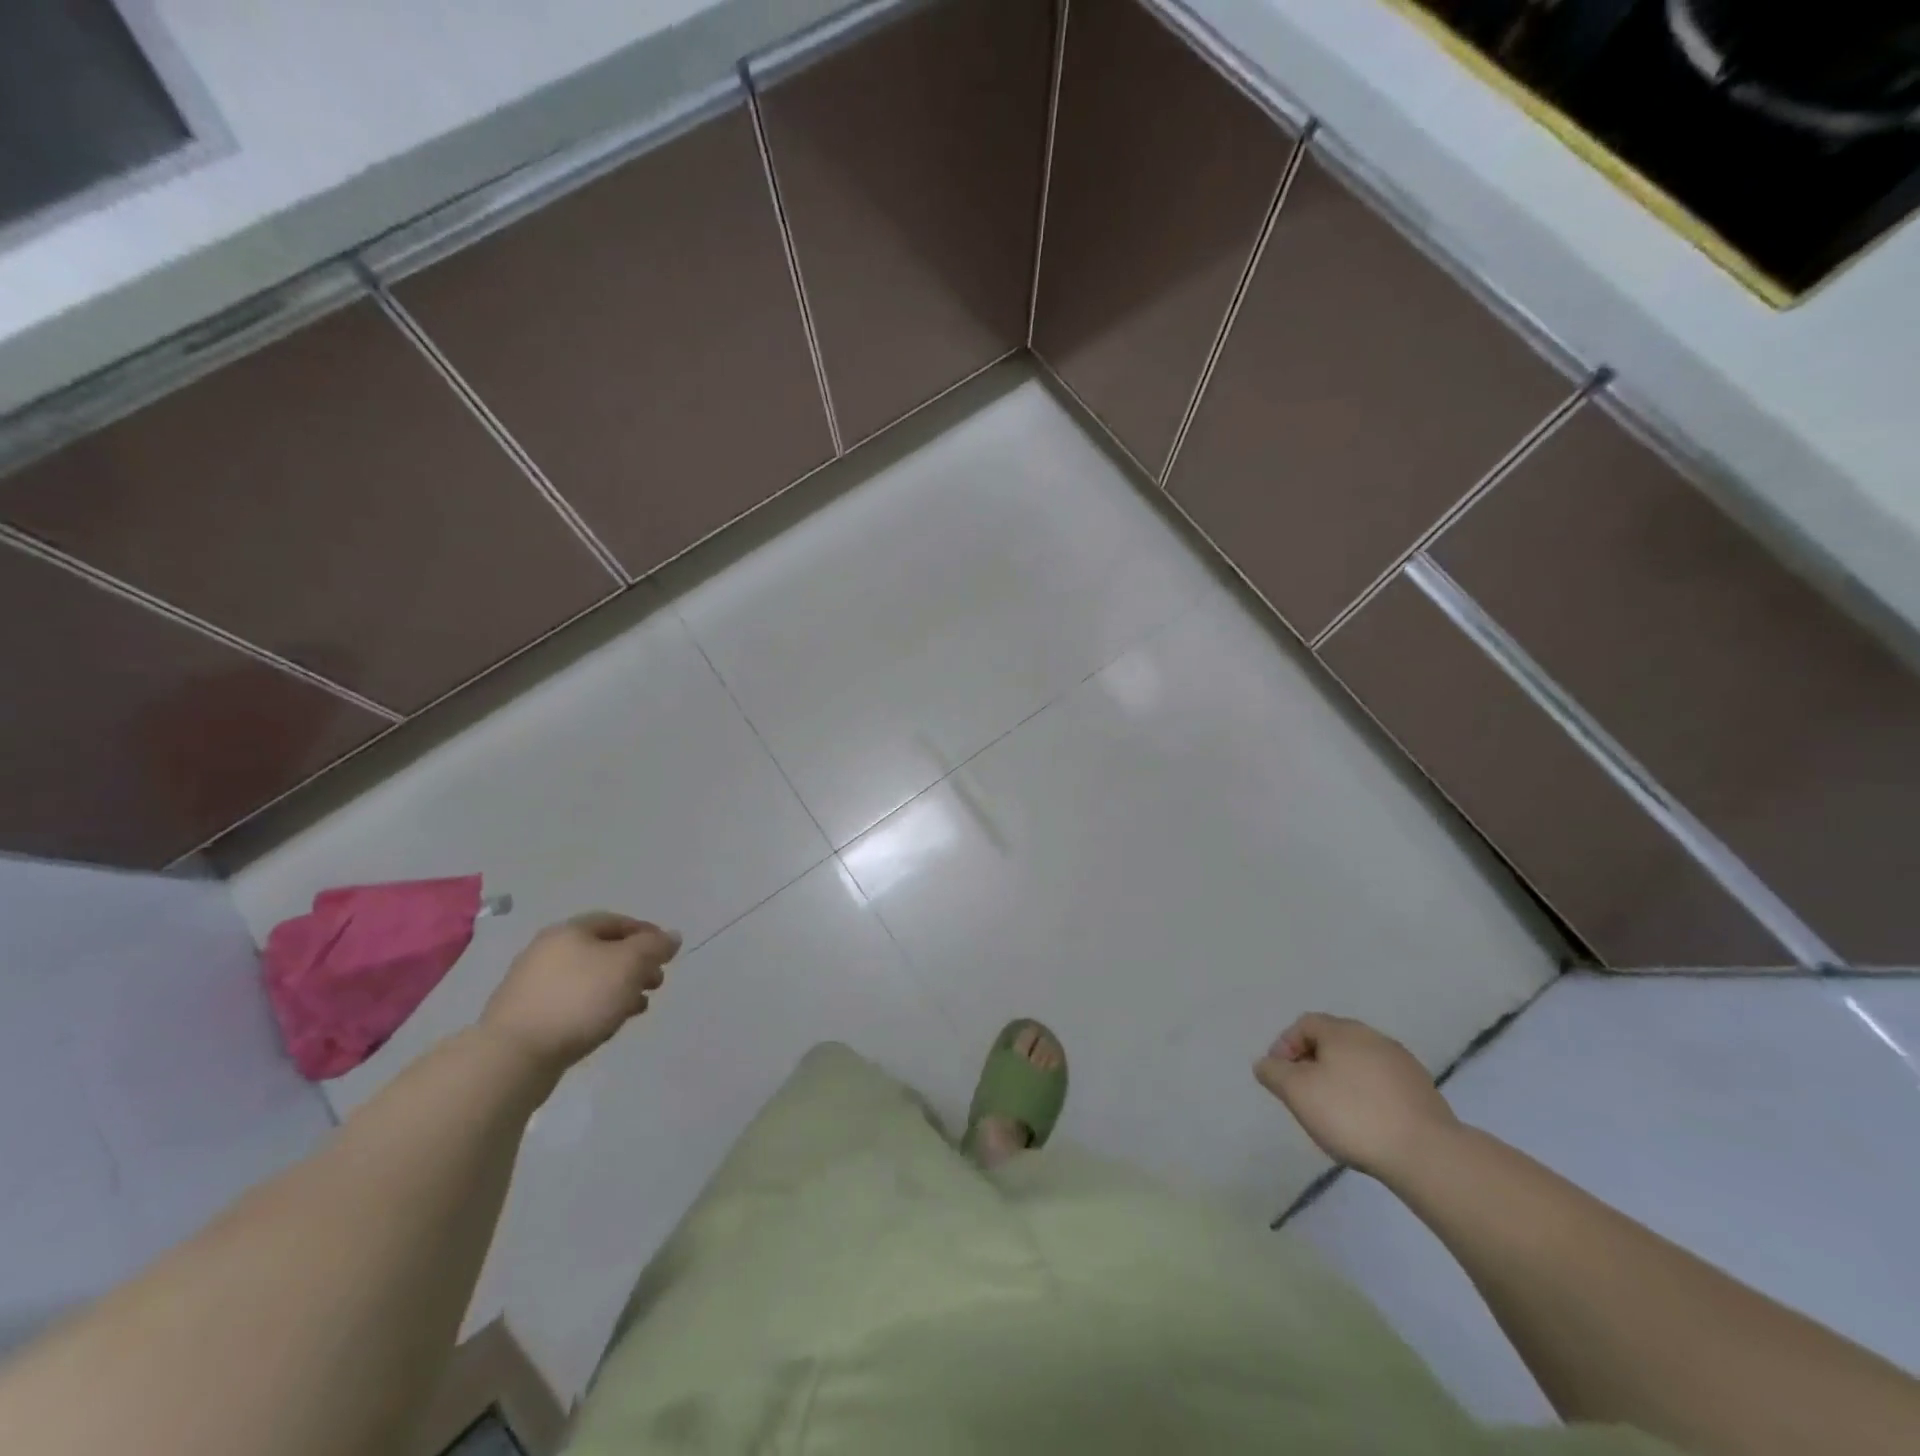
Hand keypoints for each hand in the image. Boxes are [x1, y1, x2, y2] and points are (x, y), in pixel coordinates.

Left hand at [481, 912, 679, 1074]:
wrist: (513, 1056)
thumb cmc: (578, 999)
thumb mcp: (628, 965)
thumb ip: (654, 947)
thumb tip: (671, 936)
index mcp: (569, 931)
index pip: (617, 921)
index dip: (647, 934)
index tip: (668, 954)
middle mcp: (548, 951)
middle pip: (603, 951)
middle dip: (635, 965)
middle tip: (656, 983)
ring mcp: (533, 985)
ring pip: (589, 979)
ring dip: (619, 989)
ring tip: (638, 1008)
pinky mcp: (528, 1016)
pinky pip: (573, 1003)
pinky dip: (596, 1008)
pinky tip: (608, 1025)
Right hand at [1255, 1013, 1457, 1178]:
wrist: (1427, 1154)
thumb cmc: (1352, 1115)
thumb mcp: (1297, 1093)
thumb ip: (1274, 1073)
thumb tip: (1266, 1063)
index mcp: (1342, 1031)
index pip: (1304, 1024)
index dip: (1285, 1045)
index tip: (1279, 1076)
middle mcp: (1373, 1037)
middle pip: (1332, 1041)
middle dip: (1312, 1063)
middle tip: (1302, 1094)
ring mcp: (1402, 1063)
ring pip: (1358, 1063)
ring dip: (1340, 1080)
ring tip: (1333, 1113)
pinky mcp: (1423, 1091)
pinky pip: (1381, 1084)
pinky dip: (1366, 1096)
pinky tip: (1366, 1123)